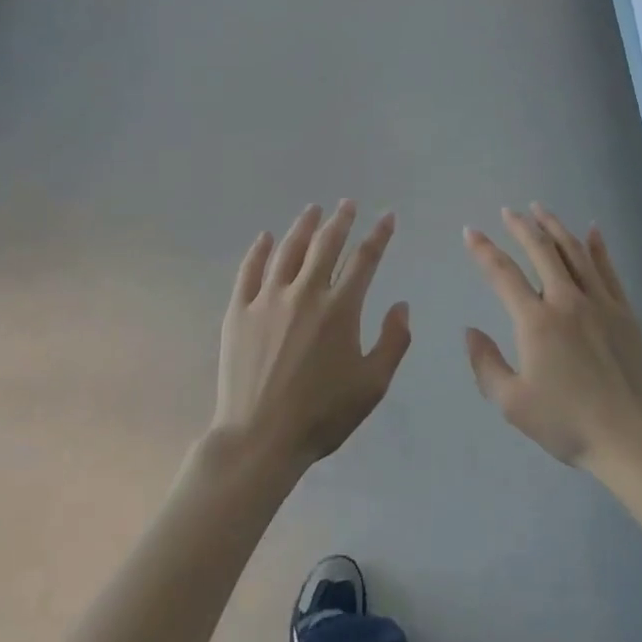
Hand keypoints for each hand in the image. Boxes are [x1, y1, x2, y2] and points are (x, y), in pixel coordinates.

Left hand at [211, 202, 410, 480]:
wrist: (260, 438)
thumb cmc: (322, 415)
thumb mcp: (372, 385)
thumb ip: (393, 342)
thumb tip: (401, 305)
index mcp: (340, 309)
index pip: (364, 259)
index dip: (379, 235)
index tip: (387, 216)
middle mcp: (305, 293)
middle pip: (326, 245)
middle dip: (340, 220)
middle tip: (347, 203)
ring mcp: (268, 299)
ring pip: (288, 250)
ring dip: (303, 226)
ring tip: (313, 210)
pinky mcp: (239, 312)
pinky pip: (250, 271)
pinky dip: (260, 250)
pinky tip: (266, 237)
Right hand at [463, 206, 641, 473]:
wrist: (631, 438)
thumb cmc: (568, 423)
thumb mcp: (513, 404)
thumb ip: (486, 365)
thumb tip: (470, 331)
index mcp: (536, 321)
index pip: (503, 274)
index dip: (483, 250)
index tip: (470, 231)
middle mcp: (566, 300)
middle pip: (541, 250)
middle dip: (521, 226)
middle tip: (508, 211)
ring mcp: (600, 302)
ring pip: (574, 251)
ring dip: (555, 227)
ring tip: (540, 210)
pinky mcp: (624, 311)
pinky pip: (608, 269)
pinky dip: (598, 246)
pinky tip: (592, 230)